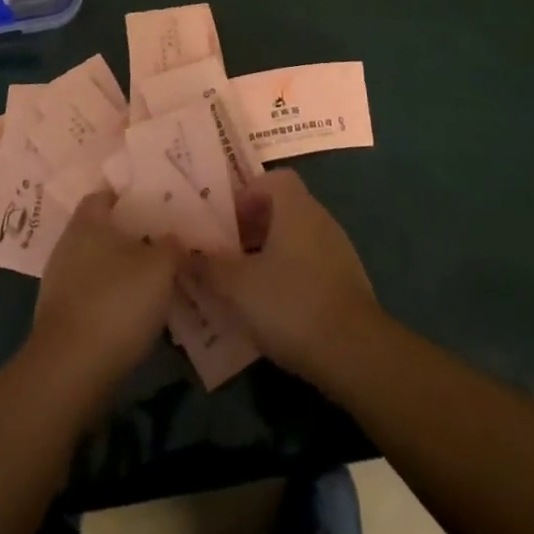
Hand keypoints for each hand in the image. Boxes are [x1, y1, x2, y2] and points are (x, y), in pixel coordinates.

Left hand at [31, 190, 182, 389]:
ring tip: (151, 281)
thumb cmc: (116, 302)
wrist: (69, 372)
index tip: (152, 203)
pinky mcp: (58, 318)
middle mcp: (67, 245)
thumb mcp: (160, 267)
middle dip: (127, 236)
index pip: (104, 195)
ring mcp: (58, 283)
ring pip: (95, 265)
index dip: (127, 197)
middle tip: (159, 242)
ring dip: (118, 271)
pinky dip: (108, 300)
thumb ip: (172, 246)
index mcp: (87, 222)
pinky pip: (89, 296)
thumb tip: (175, 240)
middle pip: (100, 230)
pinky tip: (131, 314)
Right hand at [190, 170, 377, 380]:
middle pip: (282, 209)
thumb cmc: (291, 304)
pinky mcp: (347, 283)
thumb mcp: (238, 286)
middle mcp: (319, 218)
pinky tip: (274, 309)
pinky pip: (310, 266)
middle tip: (226, 253)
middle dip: (252, 227)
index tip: (224, 221)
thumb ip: (206, 265)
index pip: (272, 179)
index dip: (246, 194)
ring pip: (296, 239)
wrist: (356, 354)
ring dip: (269, 254)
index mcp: (295, 207)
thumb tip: (178, 248)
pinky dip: (290, 277)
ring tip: (244, 285)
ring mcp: (338, 250)